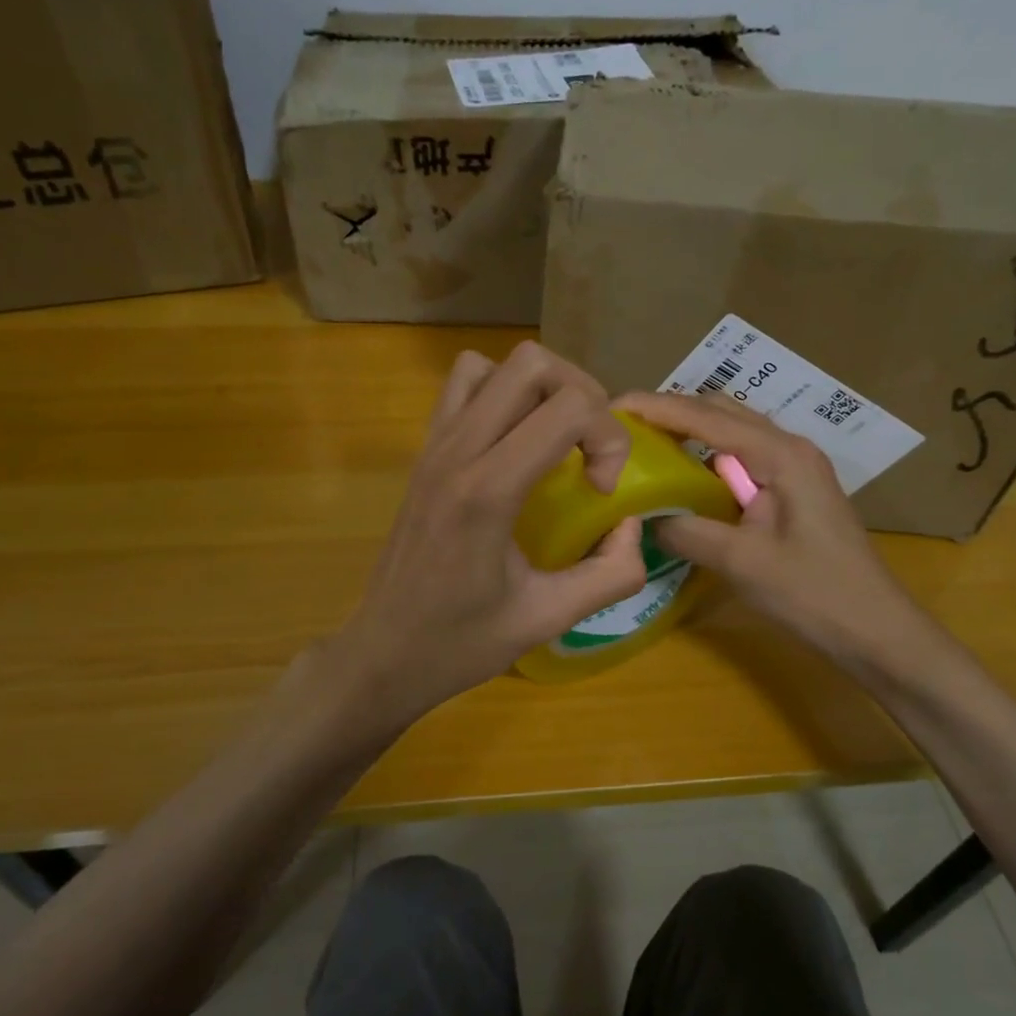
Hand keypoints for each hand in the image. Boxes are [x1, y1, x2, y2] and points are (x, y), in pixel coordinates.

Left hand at [333, 343, 647, 723]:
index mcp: (487, 490)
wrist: (384, 653)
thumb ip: (610, 573)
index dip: (607, 438)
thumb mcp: (548, 619)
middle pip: (532, 363)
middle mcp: (456, 452)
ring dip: (539, 389)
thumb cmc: (461, 643)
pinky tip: (514, 445)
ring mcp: (433, 447)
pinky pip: (462, 388)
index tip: (602, 492)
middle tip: (590, 452)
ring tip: (555, 439)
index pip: (568, 407)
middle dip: (582, 396)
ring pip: (493, 364)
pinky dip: (499, 394)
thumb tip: (632, 526)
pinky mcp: (423, 453)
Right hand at [614, 389, 923, 666]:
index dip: (656, 408)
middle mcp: (789, 447)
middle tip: (624, 428)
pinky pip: (742, 459)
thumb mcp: (740, 562)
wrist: (873, 628)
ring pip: (732, 433)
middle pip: (720, 412)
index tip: (613, 406)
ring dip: (689, 433)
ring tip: (645, 446)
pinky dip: (707, 458)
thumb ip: (686, 531)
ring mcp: (795, 468)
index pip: (706, 417)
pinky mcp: (794, 490)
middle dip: (671, 412)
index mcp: (780, 454)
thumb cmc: (812, 593)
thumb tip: (643, 516)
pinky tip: (683, 478)